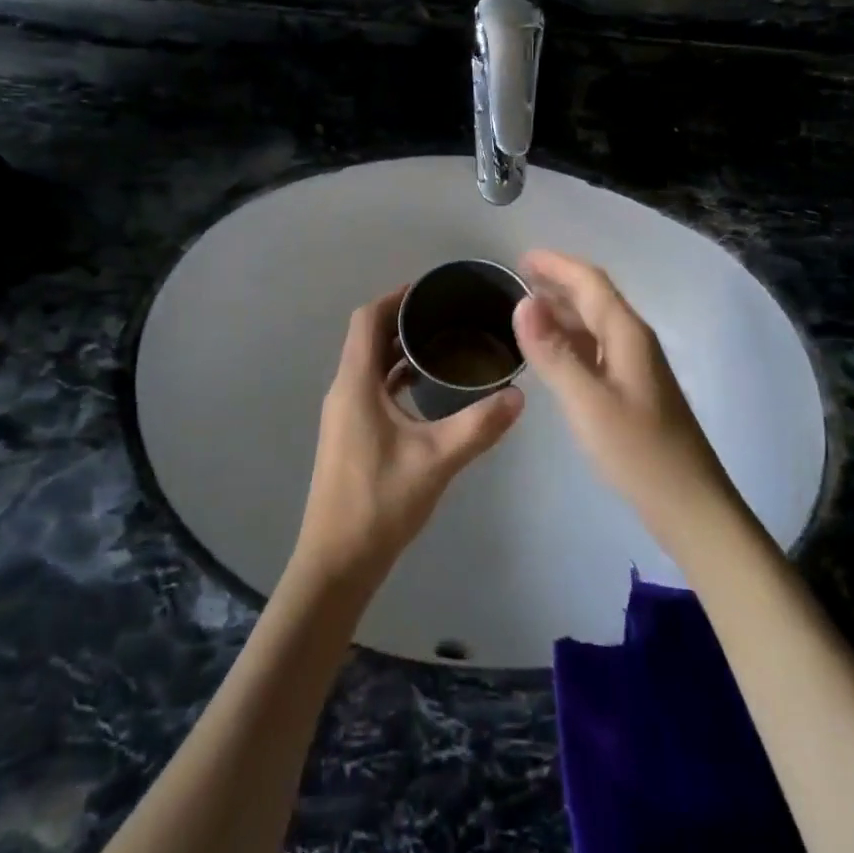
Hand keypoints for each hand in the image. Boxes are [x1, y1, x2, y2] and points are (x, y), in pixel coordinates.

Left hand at [293, 287, 523, 587]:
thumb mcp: (435, 461)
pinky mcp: (349, 434)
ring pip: (369, 364)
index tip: (430, 289)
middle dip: (402, 320)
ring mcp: (343, 414)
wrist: (336, 563)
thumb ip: (478, 426)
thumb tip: (517, 395)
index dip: (395, 298)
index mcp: (355, 384)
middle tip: (447, 313)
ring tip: (442, 343)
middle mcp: (344, 390)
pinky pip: (371, 387)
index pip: (367, 320)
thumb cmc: (379, 503)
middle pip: (367, 338)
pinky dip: (395, 376)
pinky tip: (426, 389)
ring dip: (398, 349)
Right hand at [513, 250, 736, 542]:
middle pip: (594, 297)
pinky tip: (553, 351)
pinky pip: (596, 347)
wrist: (691, 506)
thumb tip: (523, 302)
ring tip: (527, 308)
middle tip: (518, 277)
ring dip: (563, 309)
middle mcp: (634, 341)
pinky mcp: (633, 389)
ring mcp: (635, 366)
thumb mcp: (587, 403)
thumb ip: (554, 353)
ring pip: (595, 323)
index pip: (590, 282)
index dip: (556, 265)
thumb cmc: (639, 453)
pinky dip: (570, 338)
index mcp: (627, 334)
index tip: (521, 257)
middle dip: (558, 282)